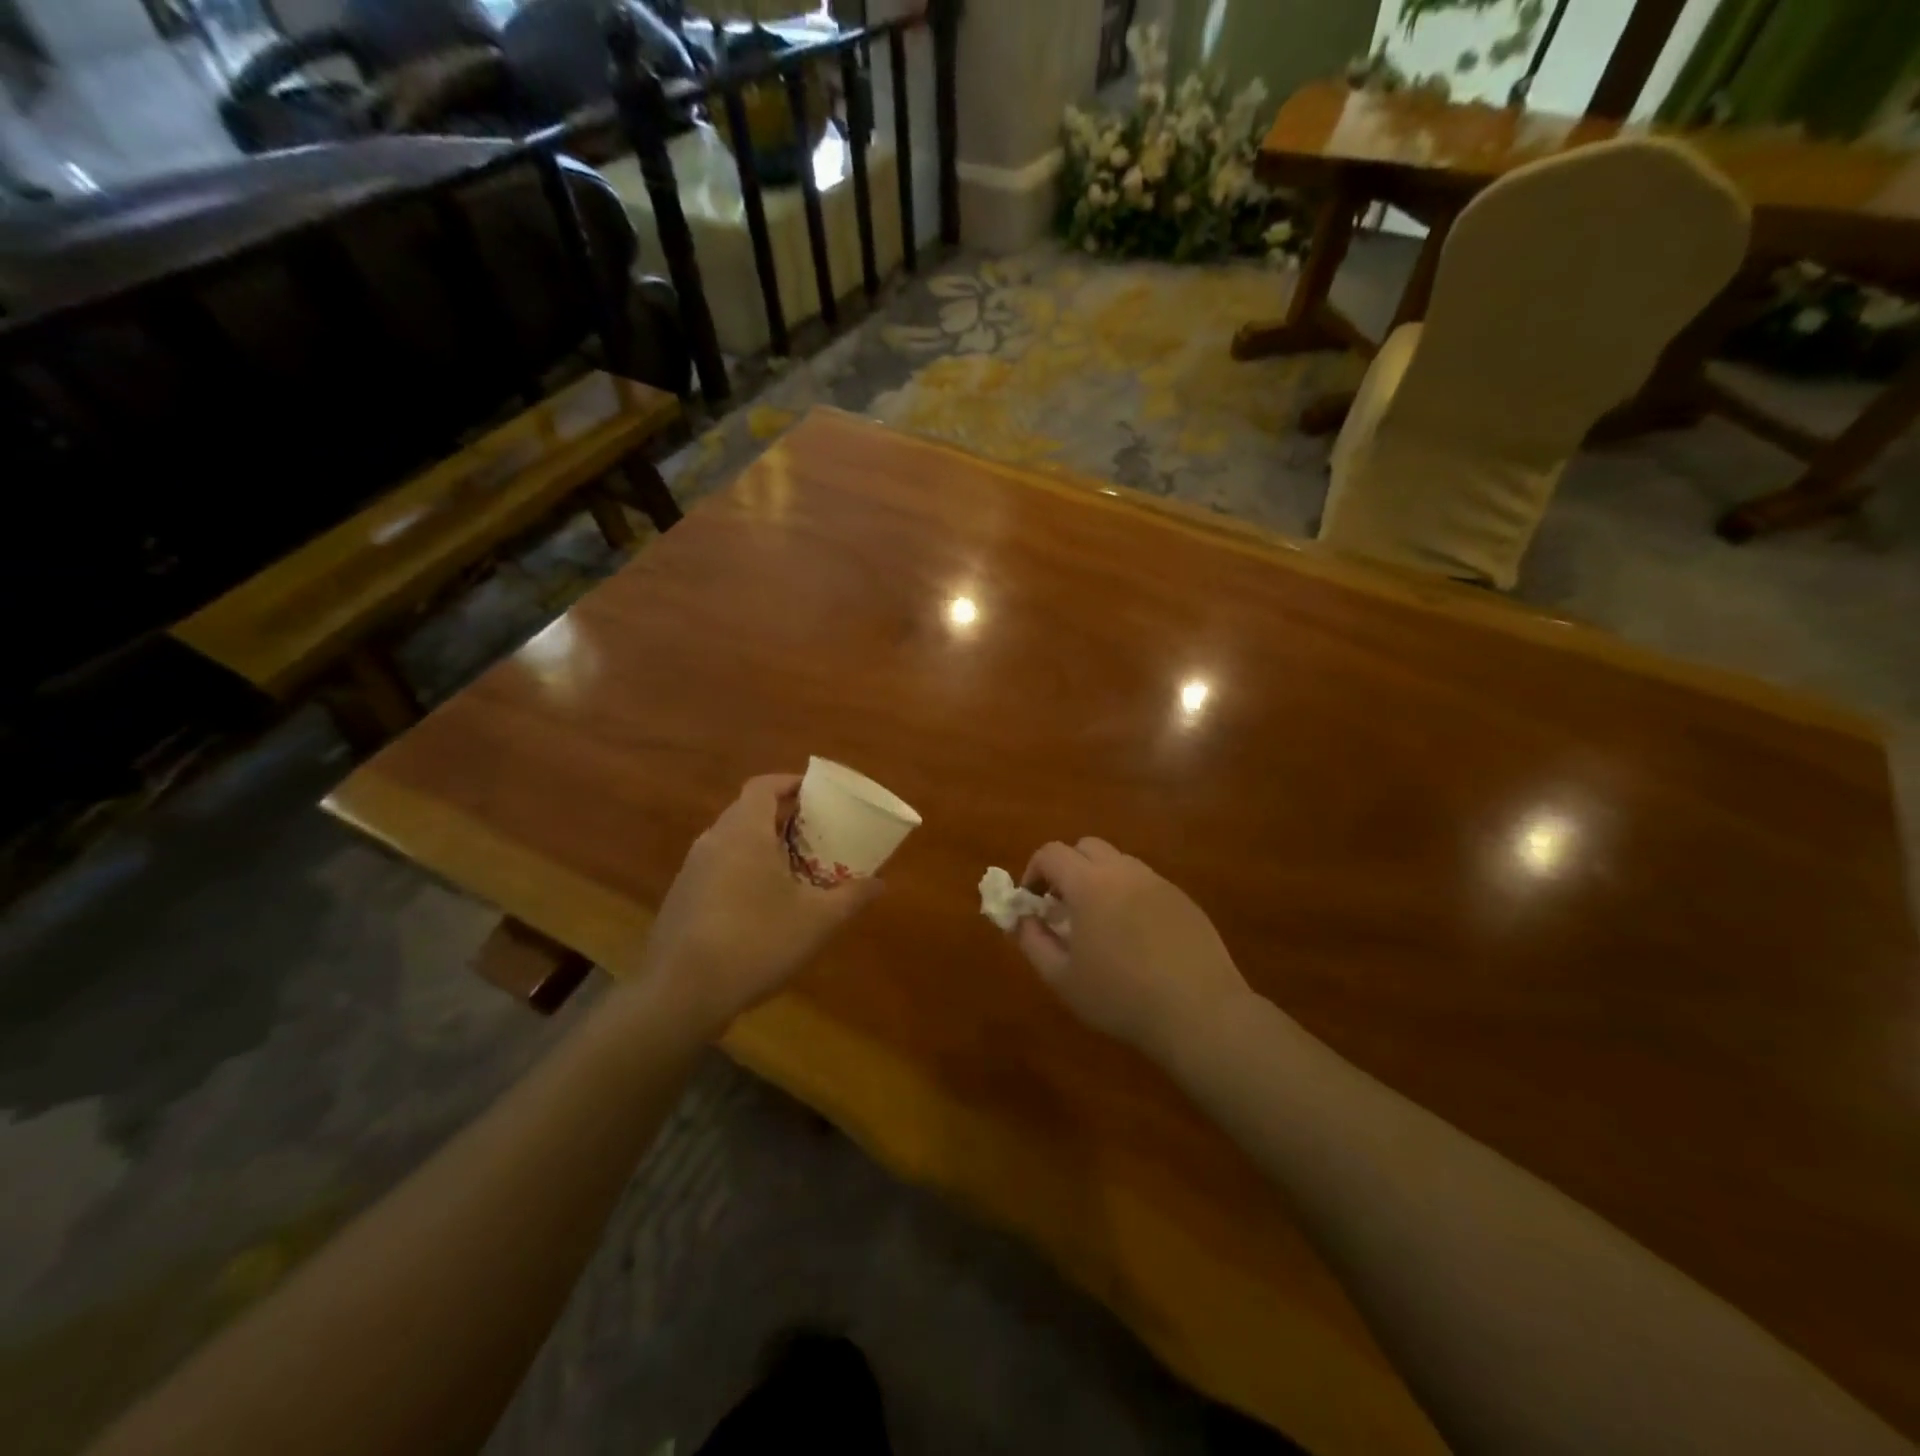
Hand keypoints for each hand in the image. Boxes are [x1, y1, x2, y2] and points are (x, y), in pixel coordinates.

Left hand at [640, 775, 882, 1033]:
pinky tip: (760, 907)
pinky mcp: (680, 899)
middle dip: (781, 816)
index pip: (763, 786)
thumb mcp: (817, 921)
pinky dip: (741, 871)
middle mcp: (713, 841)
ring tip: (792, 869)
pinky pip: (717, 869)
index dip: (789, 783)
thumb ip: (851, 896)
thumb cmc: (756, 942)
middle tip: (813, 833)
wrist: (680, 994)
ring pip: (730, 842)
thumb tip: (880, 883)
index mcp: (744, 831)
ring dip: (760, 846)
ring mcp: (691, 870)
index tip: (815, 794)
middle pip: (747, 811)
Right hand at [1015, 838, 1249, 1060]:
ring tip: (1099, 923)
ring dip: (1099, 880)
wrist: (1199, 1012)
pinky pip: (1146, 883)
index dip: (1034, 871)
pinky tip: (1136, 937)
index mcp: (1090, 884)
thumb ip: (1033, 942)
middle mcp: (1124, 871)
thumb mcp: (1062, 978)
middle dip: (1067, 868)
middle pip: (1086, 847)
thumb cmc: (1120, 997)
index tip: (1032, 902)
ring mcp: (1158, 883)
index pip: (1051, 853)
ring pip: (1119, 862)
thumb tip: (1021, 919)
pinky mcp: (1183, 899)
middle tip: (1063, 907)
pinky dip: (1129, 896)